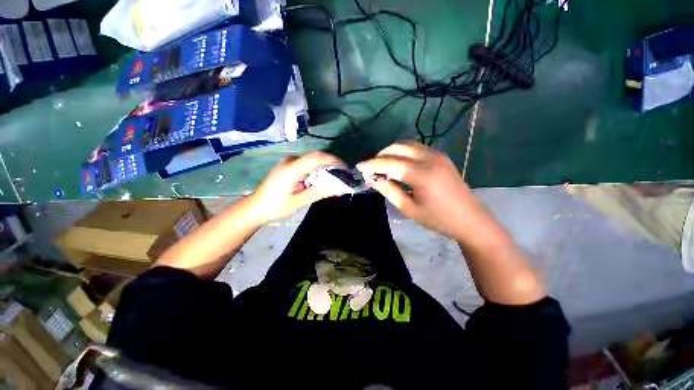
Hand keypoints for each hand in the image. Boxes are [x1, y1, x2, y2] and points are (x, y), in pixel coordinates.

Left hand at [248, 151, 346, 223]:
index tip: (345, 169)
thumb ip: (319, 192)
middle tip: (343, 176)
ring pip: (312, 161)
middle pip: (316, 158)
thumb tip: (339, 187)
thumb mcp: (299, 201)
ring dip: (325, 169)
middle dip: (331, 165)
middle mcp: (291, 160)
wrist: (255, 207)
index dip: (333, 161)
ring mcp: (289, 162)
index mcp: (291, 168)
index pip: (316, 157)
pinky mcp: (289, 167)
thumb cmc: (276, 206)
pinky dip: (317, 171)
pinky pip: (307, 165)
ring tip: (336, 179)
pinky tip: (322, 180)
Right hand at [356, 142, 484, 239]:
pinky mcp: (441, 156)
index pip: (389, 163)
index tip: (358, 167)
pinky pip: (416, 148)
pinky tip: (399, 164)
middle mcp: (429, 158)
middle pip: (397, 148)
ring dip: (391, 153)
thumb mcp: (409, 209)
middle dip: (380, 156)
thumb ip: (390, 191)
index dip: (371, 164)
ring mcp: (437, 154)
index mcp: (421, 174)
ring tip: (382, 167)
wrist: (470, 219)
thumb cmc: (438, 218)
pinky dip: (403, 153)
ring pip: (407, 145)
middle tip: (371, 169)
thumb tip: (373, 180)